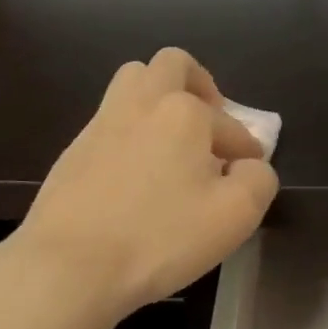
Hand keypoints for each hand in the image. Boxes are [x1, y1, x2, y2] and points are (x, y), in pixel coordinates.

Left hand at [7, 48, 277, 321]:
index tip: (247, 175)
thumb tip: (248, 165)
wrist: (69, 264)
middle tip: (209, 124)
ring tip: (173, 138)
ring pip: (134, 80)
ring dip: (160, 96)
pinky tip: (137, 170)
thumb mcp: (234, 217)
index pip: (231, 125)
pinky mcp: (75, 147)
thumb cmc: (159, 238)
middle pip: (174, 64)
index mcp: (184, 112)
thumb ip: (257, 180)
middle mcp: (142, 102)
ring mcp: (103, 121)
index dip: (246, 150)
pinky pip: (111, 118)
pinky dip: (132, 129)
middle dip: (200, 86)